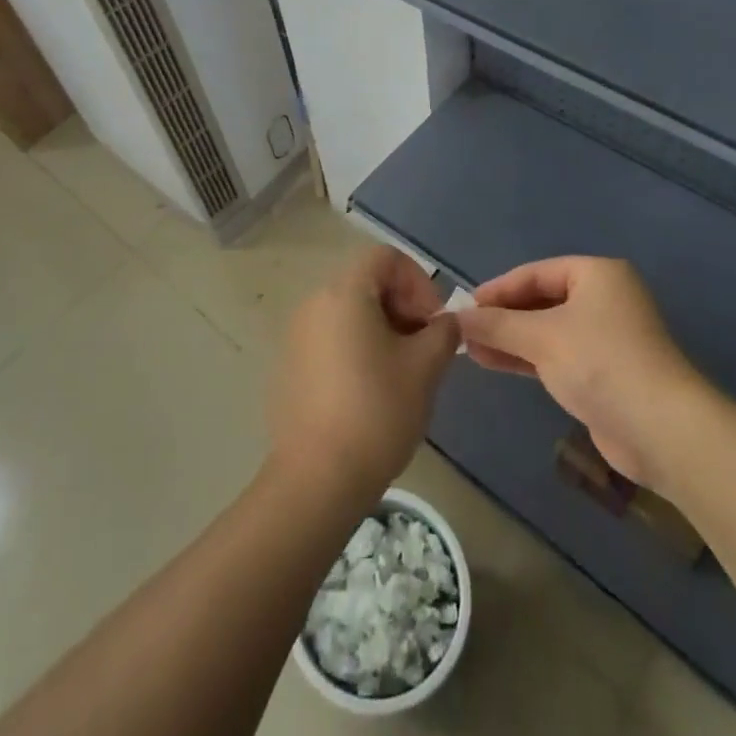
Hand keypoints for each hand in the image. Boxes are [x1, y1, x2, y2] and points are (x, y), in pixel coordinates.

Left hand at [267, 245, 459, 501]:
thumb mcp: (425, 367)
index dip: (418, 281)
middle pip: (366, 282)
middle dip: (403, 306)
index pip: (385, 257)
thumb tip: (445, 323)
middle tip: (424, 347)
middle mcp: (314, 303)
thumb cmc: (377, 411)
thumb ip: (443, 332)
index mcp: (344, 292)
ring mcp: (296, 335)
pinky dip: (356, 349)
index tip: (433, 322)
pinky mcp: (289, 366)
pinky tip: (371, 392)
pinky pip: (330, 338)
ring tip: (402, 372)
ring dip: (382, 329)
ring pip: (349, 312)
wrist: (317, 478)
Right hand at [457, 256, 704, 490]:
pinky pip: (558, 355)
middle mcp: (604, 299)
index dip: (498, 288)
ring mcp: (607, 337)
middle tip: (465, 330)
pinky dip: (528, 358)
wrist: (661, 429)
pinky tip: (496, 362)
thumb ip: (497, 325)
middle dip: (503, 316)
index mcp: (597, 275)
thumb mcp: (542, 337)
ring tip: (471, 349)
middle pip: (542, 300)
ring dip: (511, 339)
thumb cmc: (600, 363)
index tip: (465, 306)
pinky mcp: (605, 372)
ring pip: (548, 330)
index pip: (536, 272)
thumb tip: (456, 318)